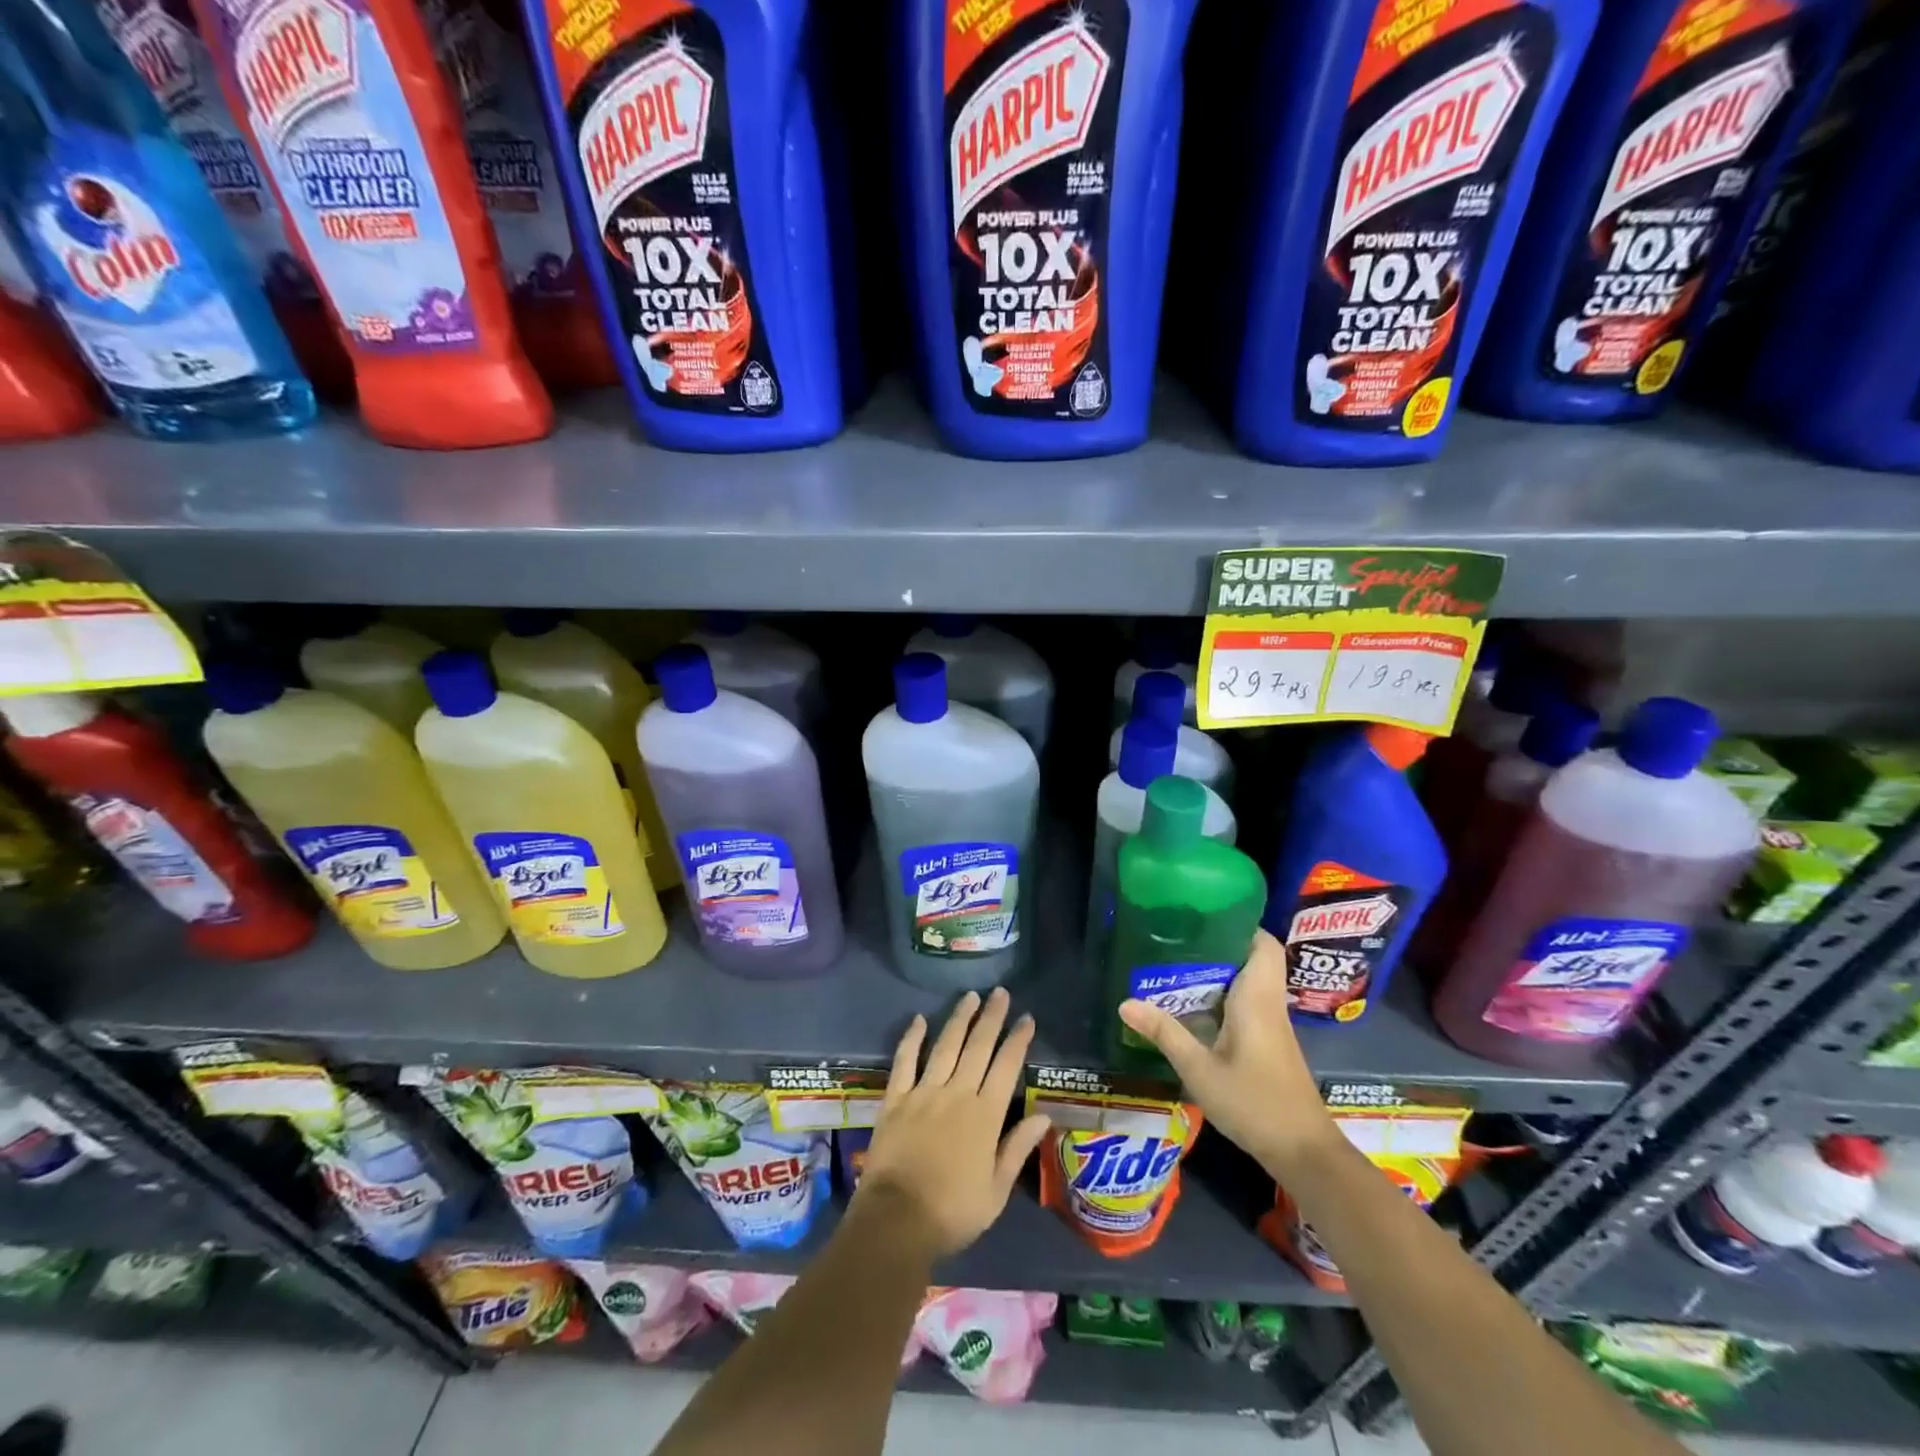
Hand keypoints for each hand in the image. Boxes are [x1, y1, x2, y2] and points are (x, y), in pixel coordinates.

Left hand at [854, 988, 1050, 1258]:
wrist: (896, 1221)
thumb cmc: (952, 1212)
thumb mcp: (996, 1190)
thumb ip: (1017, 1148)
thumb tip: (1043, 1116)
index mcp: (984, 1116)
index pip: (1006, 1067)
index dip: (1018, 1040)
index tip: (1027, 1018)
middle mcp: (956, 1094)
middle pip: (977, 1047)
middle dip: (992, 1018)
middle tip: (1000, 993)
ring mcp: (923, 1093)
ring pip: (945, 1046)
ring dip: (959, 1019)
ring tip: (970, 996)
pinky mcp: (895, 1099)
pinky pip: (904, 1061)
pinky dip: (912, 1038)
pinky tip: (919, 1019)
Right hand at [1117, 930, 1336, 1174]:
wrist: (1303, 1153)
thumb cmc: (1254, 1103)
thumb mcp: (1200, 1070)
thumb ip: (1165, 1033)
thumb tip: (1125, 1002)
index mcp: (1257, 999)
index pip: (1262, 944)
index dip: (1239, 925)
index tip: (1203, 916)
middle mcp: (1270, 1004)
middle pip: (1253, 958)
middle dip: (1219, 945)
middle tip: (1178, 939)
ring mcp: (1274, 1025)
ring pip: (1251, 981)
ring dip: (1221, 971)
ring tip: (1178, 965)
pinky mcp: (1271, 1044)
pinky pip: (1249, 1003)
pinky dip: (1225, 995)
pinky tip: (1196, 1006)